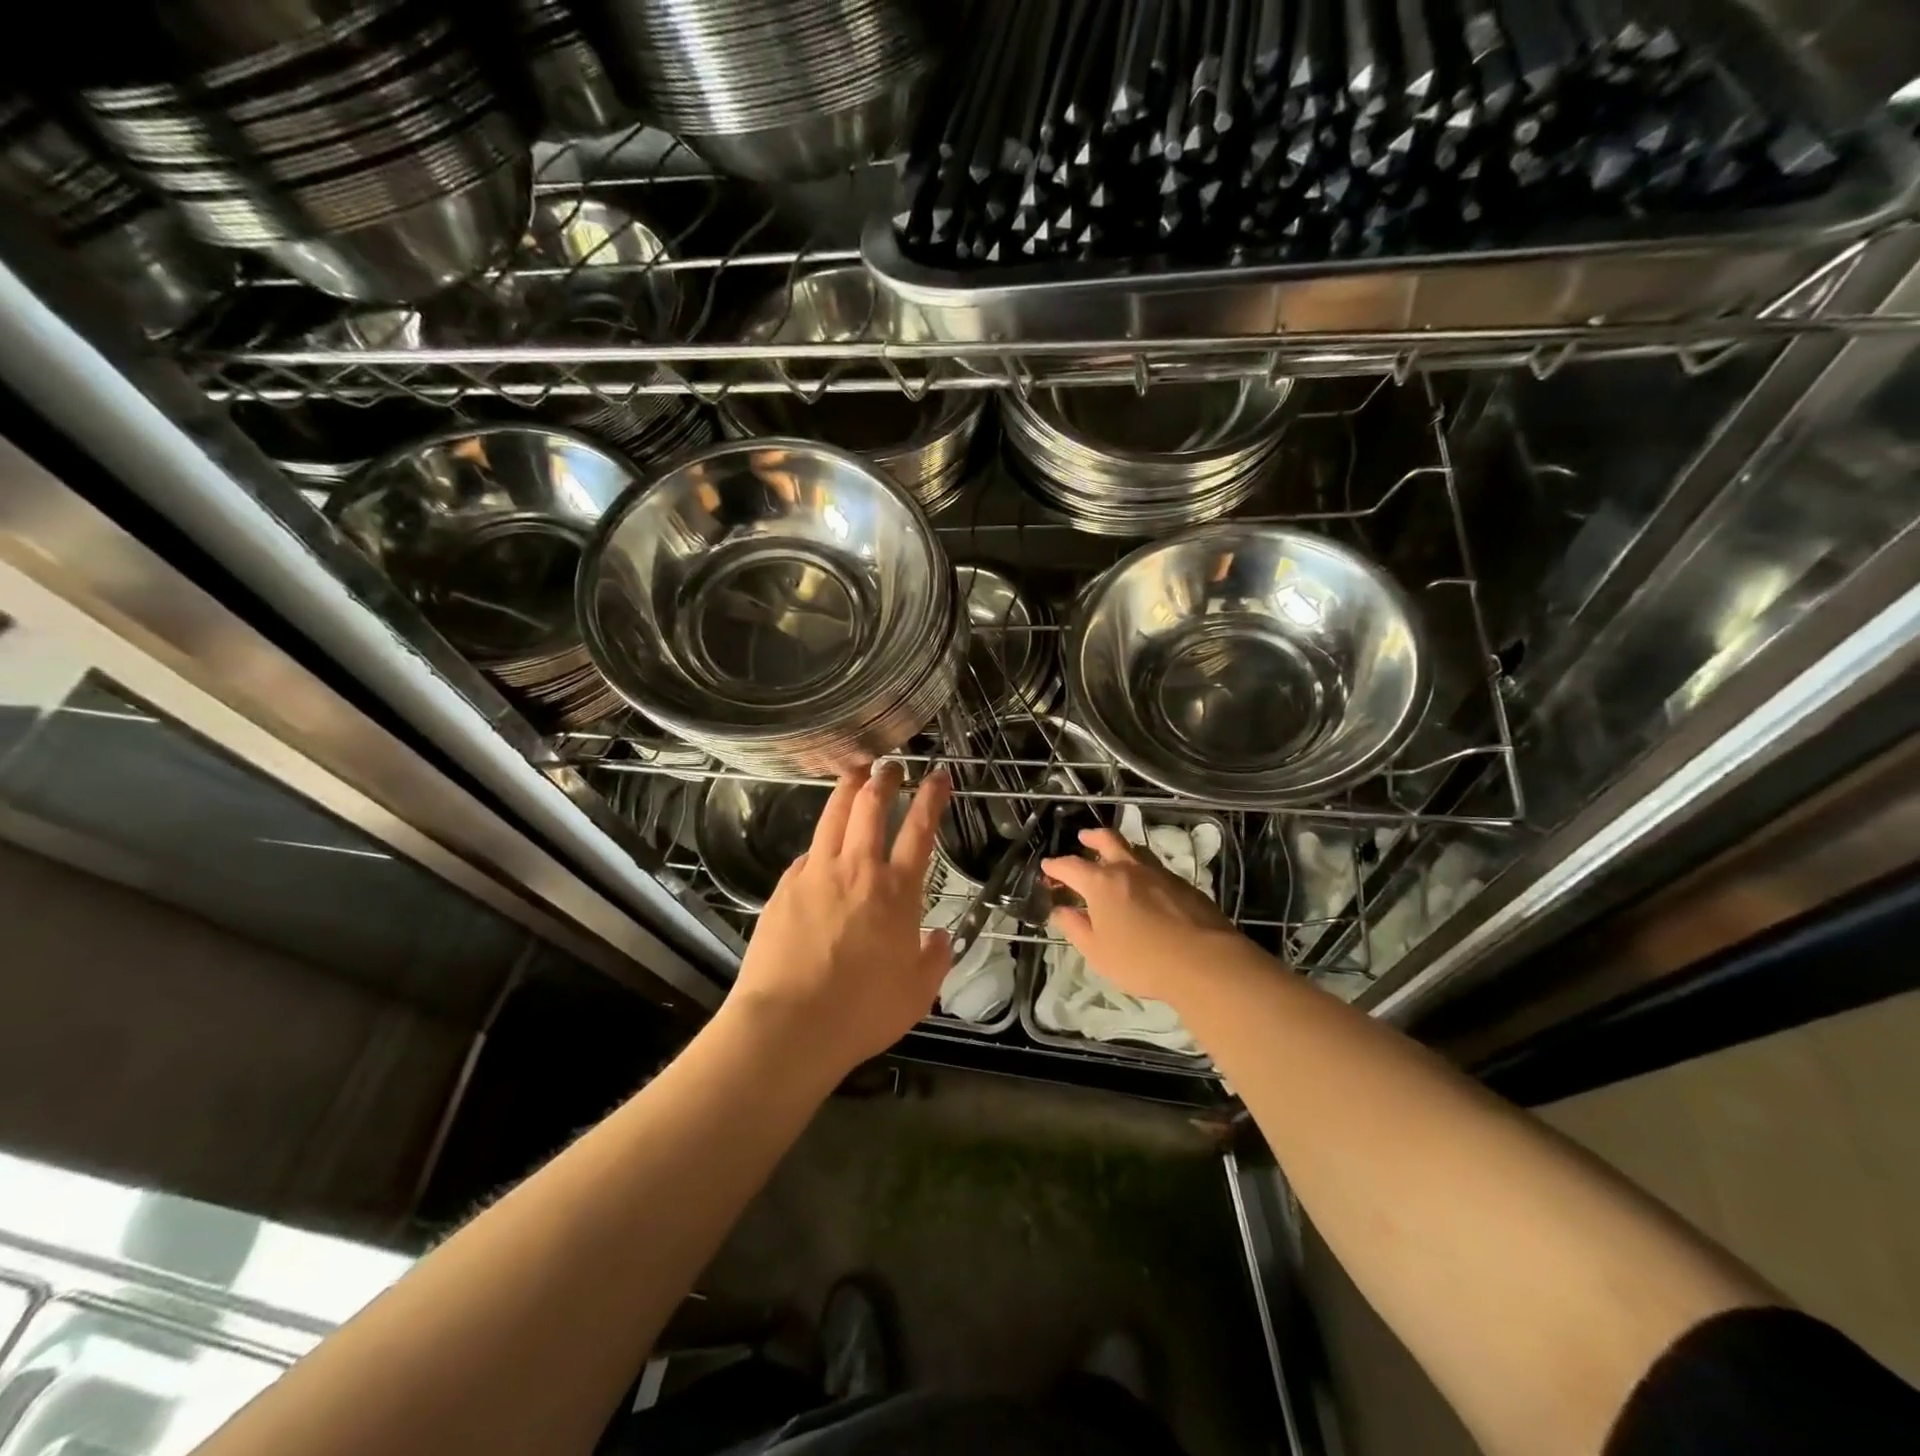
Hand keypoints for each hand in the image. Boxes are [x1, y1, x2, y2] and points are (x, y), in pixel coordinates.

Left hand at [727, 762, 950, 1074]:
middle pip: (870, 807)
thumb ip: (934, 959)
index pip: (919, 830)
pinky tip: (820, 846)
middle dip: (884, 779)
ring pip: (833, 815)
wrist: (789, 1024)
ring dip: (848, 788)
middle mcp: (857, 869)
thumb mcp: (917, 993)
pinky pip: (807, 853)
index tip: (938, 775)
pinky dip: (820, 841)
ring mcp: (816, 873)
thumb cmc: (862, 1011)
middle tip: (891, 765)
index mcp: (896, 891)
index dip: (932, 798)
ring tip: (855, 771)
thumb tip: (941, 937)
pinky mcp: (785, 887)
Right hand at [1042, 828, 1246, 1008]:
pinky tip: (1146, 887)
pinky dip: (1143, 871)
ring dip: (1121, 850)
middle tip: (1083, 838)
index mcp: (1101, 883)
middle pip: (1108, 840)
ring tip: (1115, 858)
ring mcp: (1159, 874)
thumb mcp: (1097, 952)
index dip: (1056, 866)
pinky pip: (1156, 869)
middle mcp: (1129, 869)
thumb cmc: (1141, 960)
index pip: (1071, 866)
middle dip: (1092, 838)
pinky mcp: (1184, 885)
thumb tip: (1060, 911)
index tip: (1047, 868)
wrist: (1205, 962)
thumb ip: (1076, 928)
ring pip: (1136, 851)